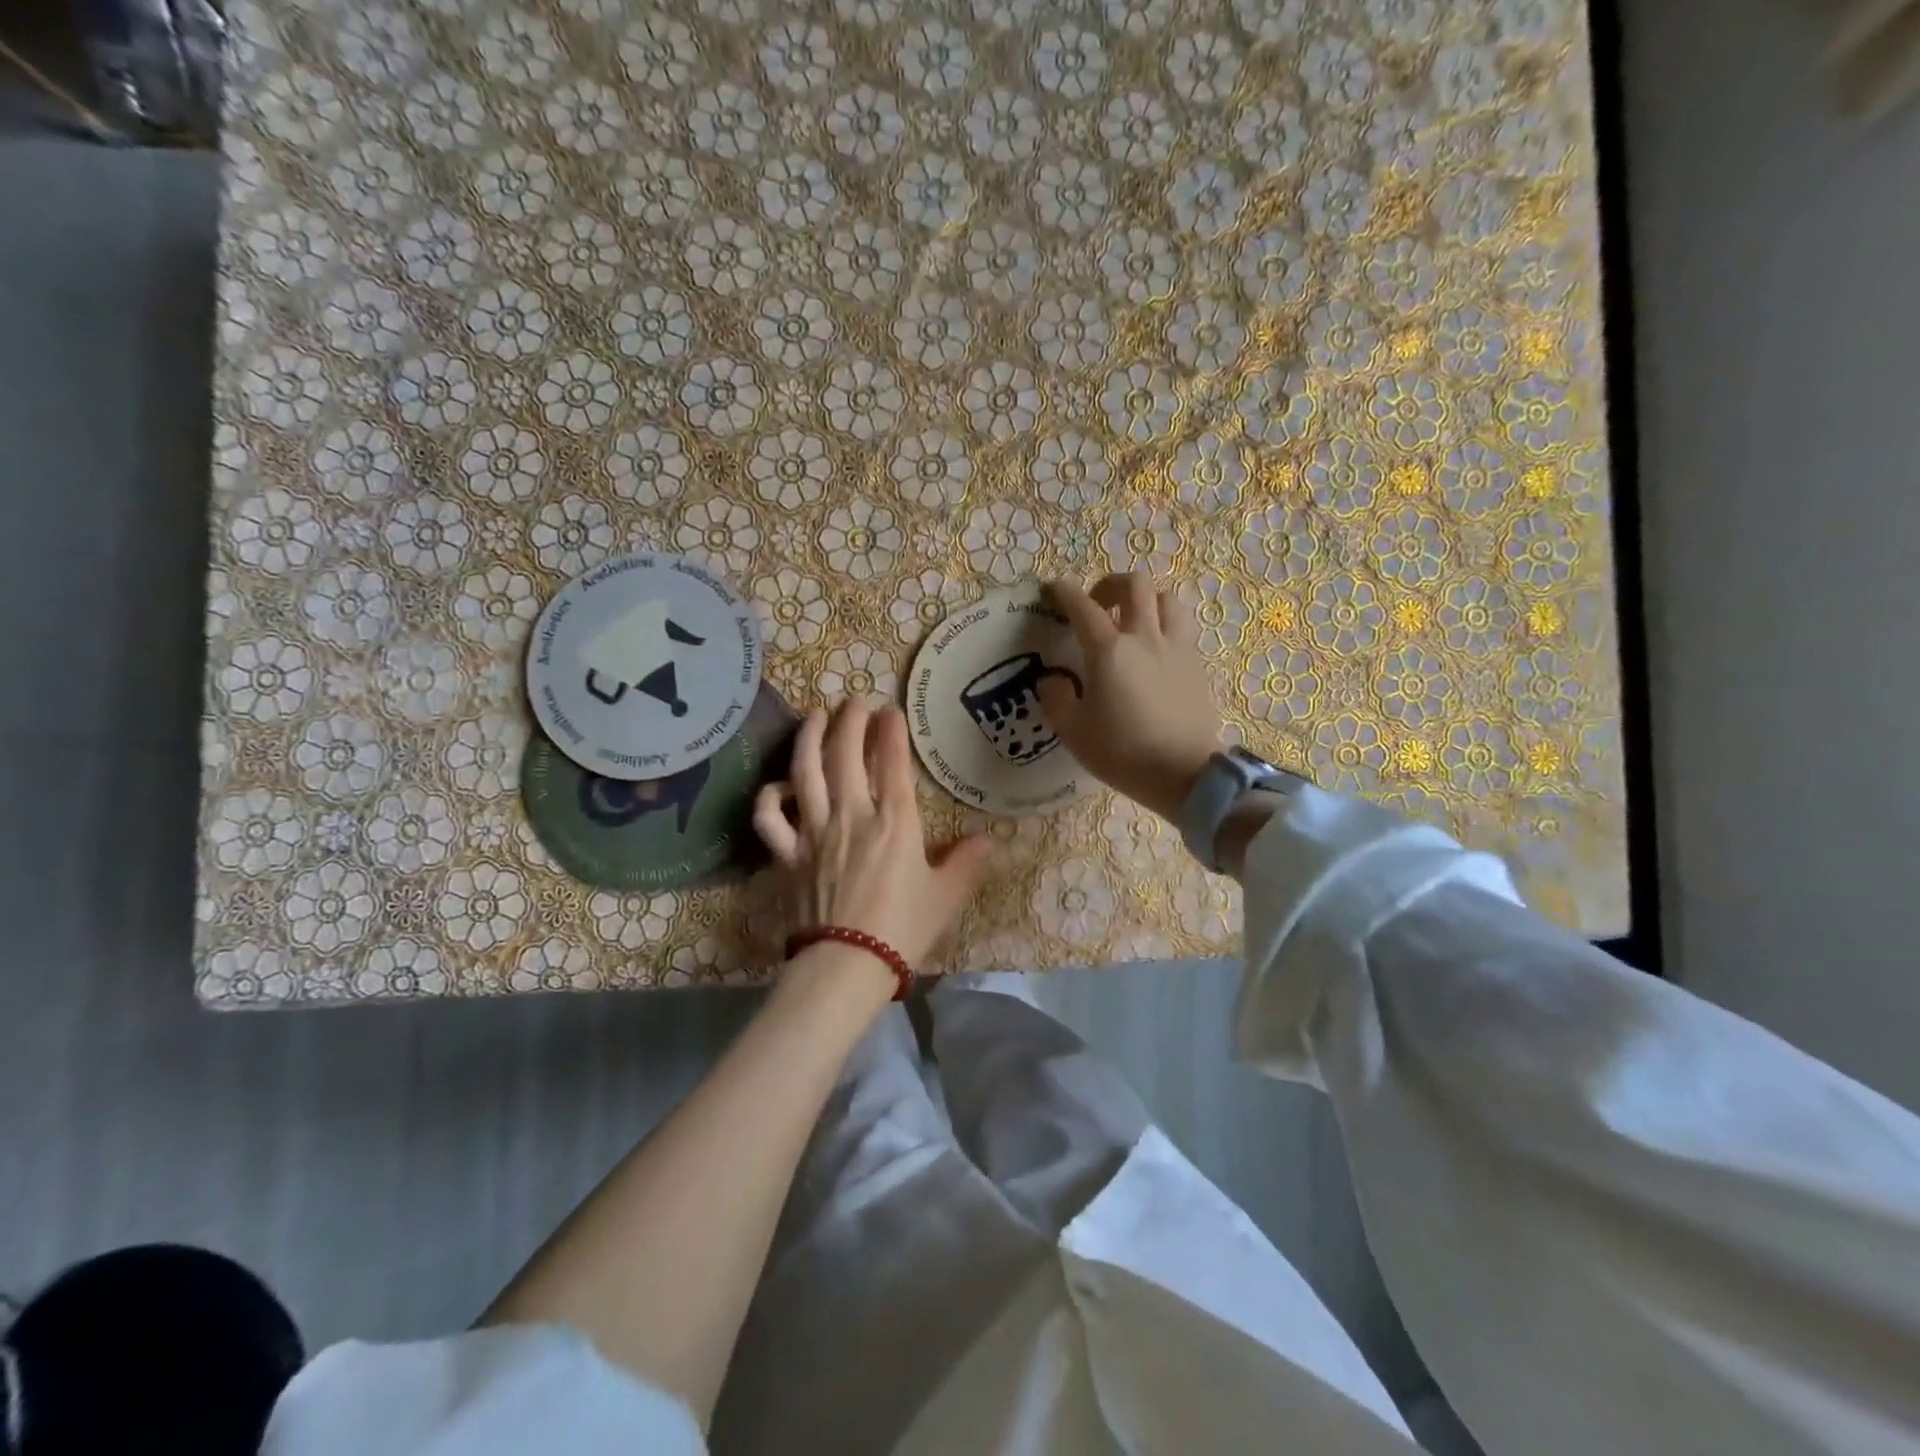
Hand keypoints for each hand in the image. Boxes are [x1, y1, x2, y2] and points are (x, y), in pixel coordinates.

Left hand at [754, 701, 994, 972]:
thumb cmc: (903, 929)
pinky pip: (770, 820)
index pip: (890, 762)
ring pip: (804, 773)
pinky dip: (769, 798)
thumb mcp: (946, 896)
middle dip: (850, 721)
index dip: (890, 730)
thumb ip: (966, 863)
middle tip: (854, 701)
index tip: (890, 710)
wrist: (847, 966)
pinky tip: (778, 787)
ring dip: (808, 739)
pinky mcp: (788, 856)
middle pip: (845, 755)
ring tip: (814, 716)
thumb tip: (990, 841)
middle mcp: (851, 815)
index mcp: (894, 822)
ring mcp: (814, 833)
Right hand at [1039, 574, 1223, 823]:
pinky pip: (1182, 628)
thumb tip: (1053, 680)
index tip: (1053, 588)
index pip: (1083, 607)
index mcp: (1109, 651)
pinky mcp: (1196, 666)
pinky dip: (1165, 626)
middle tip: (1098, 605)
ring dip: (1146, 601)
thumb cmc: (1122, 753)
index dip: (1064, 592)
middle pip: (1135, 585)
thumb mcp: (1073, 731)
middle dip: (1111, 585)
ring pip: (1167, 599)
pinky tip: (1154, 650)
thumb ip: (1056, 699)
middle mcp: (1145, 638)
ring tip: (1133, 621)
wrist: (1184, 774)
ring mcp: (1176, 649)